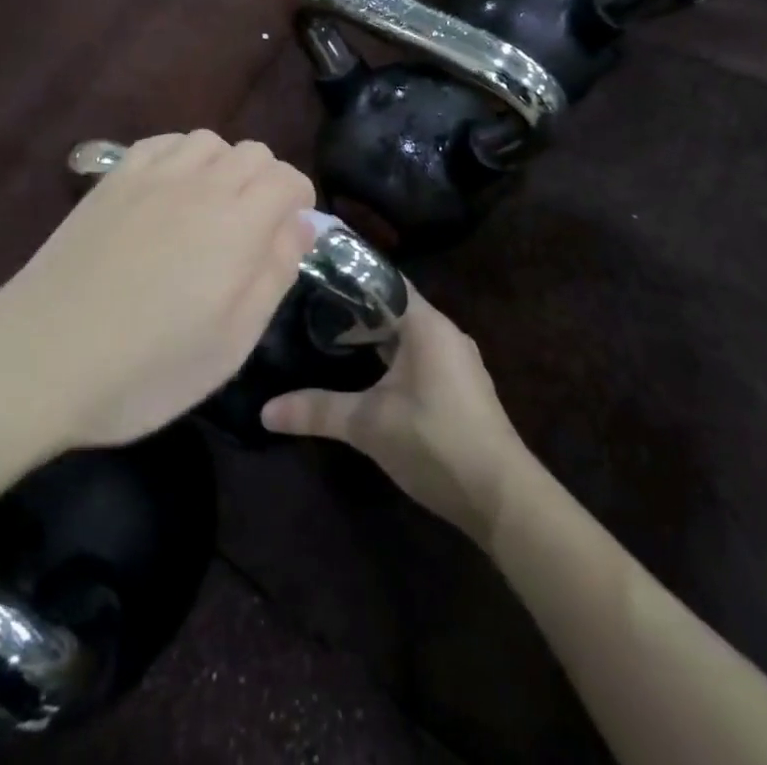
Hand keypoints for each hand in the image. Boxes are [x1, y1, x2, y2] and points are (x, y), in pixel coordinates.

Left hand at [0, 132, 314, 452]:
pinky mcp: (111, 180)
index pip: (287, 178)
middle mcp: (200, 184)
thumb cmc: (147, 366)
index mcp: (238, 224)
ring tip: (212, 209)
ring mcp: (151, 176)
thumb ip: (274, 274)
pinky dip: (181, 157)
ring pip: (208, 141)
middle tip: (254, 230)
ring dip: (224, 166)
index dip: (299, 200)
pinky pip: (161, 144)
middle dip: (267, 181)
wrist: (41, 356)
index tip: (291, 233)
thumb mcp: (232, 342)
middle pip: (252, 152)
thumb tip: (300, 225)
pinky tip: (170, 192)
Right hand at [261, 288, 530, 543]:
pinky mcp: (460, 388)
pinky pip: (419, 356)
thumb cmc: (435, 442)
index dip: (351, 274)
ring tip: (332, 338)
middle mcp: (445, 333)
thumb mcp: (369, 425)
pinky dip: (391, 356)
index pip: (384, 281)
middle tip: (313, 306)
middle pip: (394, 307)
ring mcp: (456, 362)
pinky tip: (368, 375)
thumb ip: (317, 410)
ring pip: (407, 335)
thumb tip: (265, 410)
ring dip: (374, 336)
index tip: (316, 269)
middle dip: (355, 308)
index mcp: (426, 325)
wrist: (502, 497)